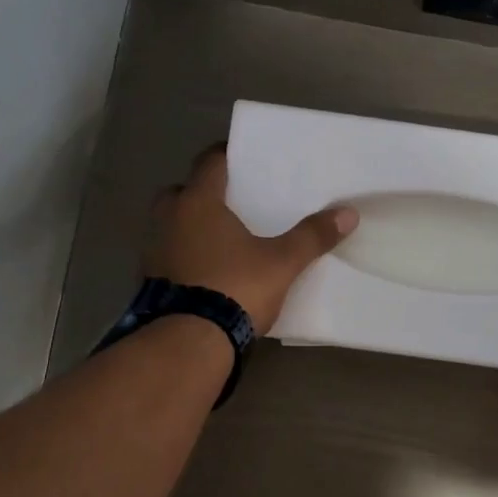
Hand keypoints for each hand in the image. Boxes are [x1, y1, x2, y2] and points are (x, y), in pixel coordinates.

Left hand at [145, 146, 357, 333]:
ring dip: (190, 226)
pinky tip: (207, 270)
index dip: (227, 154)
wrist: (189, 342)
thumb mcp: (282, 263)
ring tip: (222, 238)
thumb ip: (312, 236)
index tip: (244, 157)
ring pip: (171, 225)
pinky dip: (184, 256)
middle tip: (231, 202)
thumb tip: (348, 213)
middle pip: (182, 191)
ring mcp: (154, 250)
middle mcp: (168, 218)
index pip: (210, 162)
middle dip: (203, 193)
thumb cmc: (235, 287)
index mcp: (198, 202)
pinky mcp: (150, 280)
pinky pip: (169, 255)